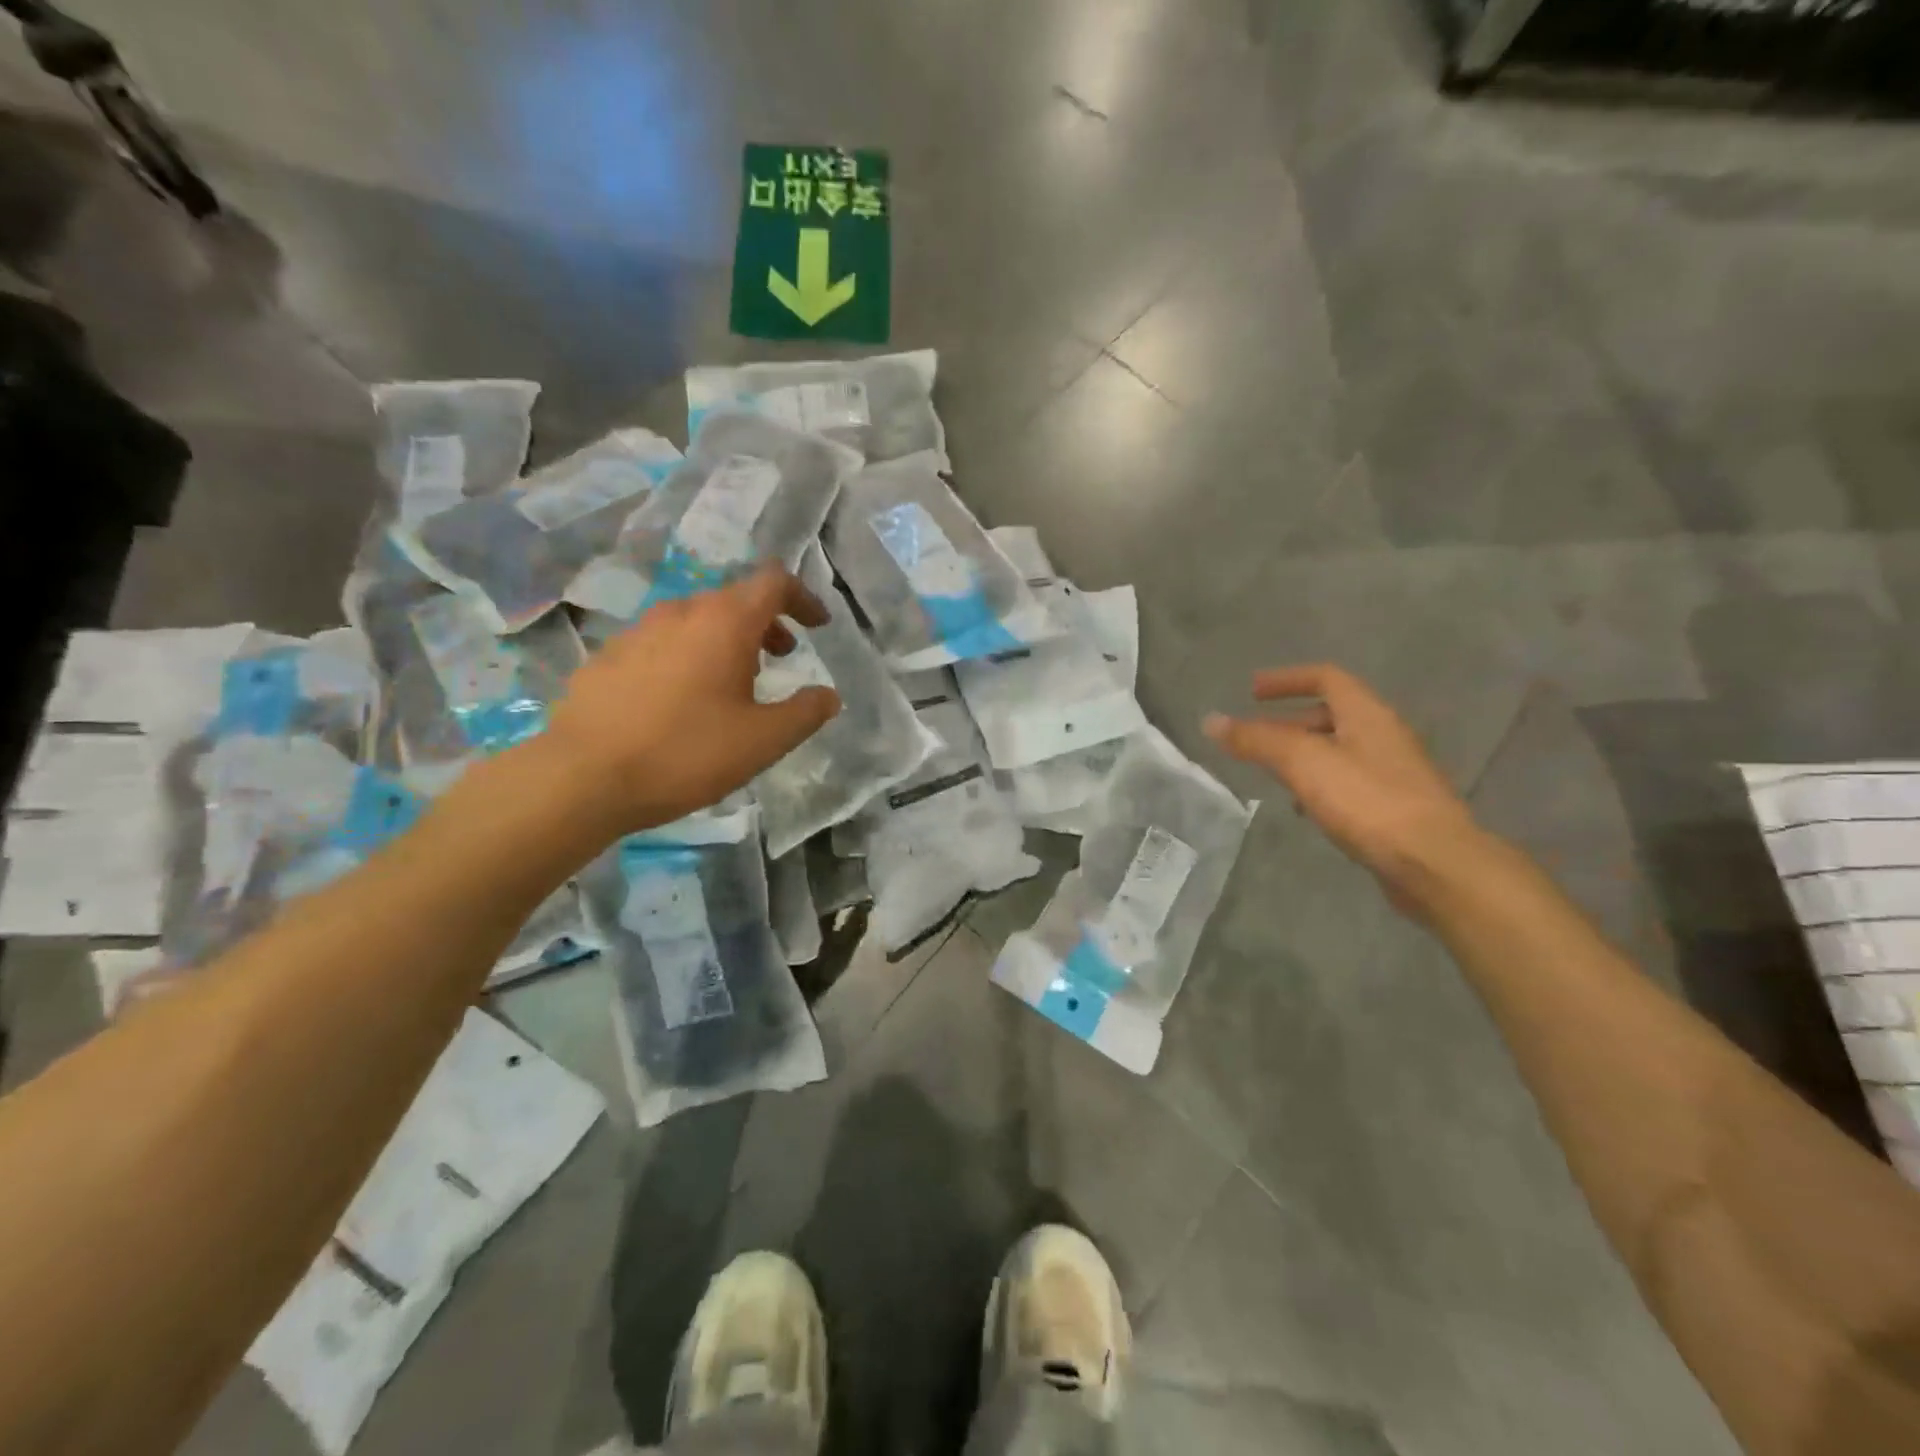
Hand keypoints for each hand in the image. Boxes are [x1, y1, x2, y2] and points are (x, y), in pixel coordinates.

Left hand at [542, 564, 840, 832]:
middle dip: (766, 623)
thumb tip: (828, 696)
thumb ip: (805, 713)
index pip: (773, 582)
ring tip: (733, 681)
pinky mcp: (607, 657)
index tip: (817, 625)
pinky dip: (687, 656)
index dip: (802, 598)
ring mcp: (637, 631)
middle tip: (782, 657)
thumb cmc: (686, 753)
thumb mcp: (763, 741)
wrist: (582, 777)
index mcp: (724, 622)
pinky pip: (661, 643)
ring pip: (695, 620)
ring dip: (725, 640)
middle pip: (734, 599)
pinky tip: (681, 700)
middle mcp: (680, 612)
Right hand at [1204, 665, 1483, 918]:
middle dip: (1288, 723)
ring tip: (1272, 776)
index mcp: (1367, 715)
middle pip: (1332, 715)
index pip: (1326, 678)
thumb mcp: (1302, 763)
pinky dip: (1320, 785)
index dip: (1287, 680)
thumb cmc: (1367, 801)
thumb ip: (1256, 740)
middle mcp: (1385, 736)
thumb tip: (1211, 721)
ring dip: (1303, 756)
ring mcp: (1394, 773)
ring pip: (1339, 751)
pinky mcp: (1396, 808)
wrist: (1434, 864)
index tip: (1252, 691)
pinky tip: (1305, 809)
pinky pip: (1349, 783)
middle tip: (1254, 739)